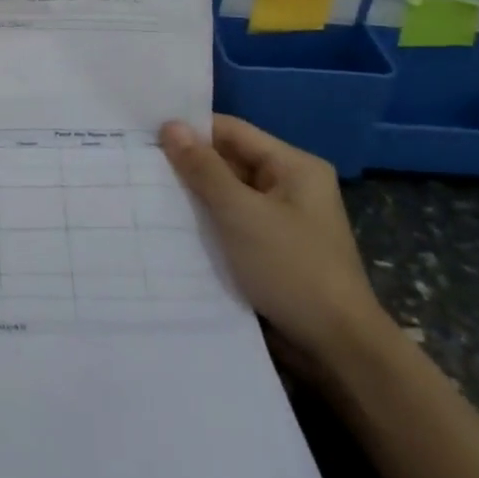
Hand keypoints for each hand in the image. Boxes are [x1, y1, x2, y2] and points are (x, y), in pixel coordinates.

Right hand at [160, 115, 386, 378]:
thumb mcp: (241, 213)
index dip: (191, 131)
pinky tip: (174, 225)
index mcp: (294, 166)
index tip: (147, 136)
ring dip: (196, 196)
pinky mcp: (273, 250)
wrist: (339, 351)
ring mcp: (283, 220)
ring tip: (147, 191)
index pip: (232, 131)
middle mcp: (291, 186)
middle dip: (190, 165)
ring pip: (229, 194)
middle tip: (139, 164)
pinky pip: (234, 222)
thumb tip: (170, 126)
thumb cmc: (292, 268)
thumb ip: (204, 169)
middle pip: (230, 161)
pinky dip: (208, 222)